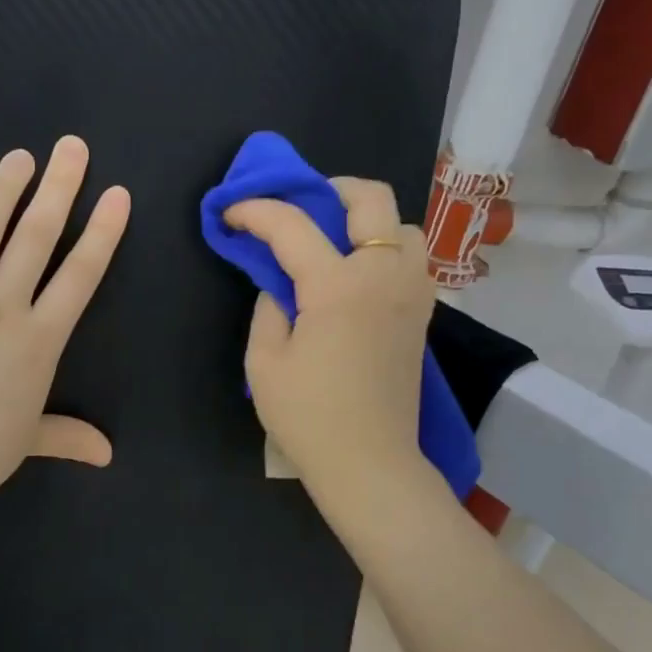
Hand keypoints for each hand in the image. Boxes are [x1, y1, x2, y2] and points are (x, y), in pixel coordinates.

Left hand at [0, 135, 130, 516]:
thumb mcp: (30, 441)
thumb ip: (70, 437)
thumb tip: (107, 455)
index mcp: (38, 342)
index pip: (79, 276)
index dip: (101, 233)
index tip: (115, 195)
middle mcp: (0, 311)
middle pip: (34, 239)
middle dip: (58, 189)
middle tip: (71, 147)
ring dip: (2, 191)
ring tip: (20, 157)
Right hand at [224, 177, 435, 500]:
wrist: (368, 462)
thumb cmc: (308, 416)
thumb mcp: (265, 362)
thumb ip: (269, 308)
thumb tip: (280, 285)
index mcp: (338, 286)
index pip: (292, 226)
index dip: (255, 211)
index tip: (230, 212)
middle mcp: (383, 275)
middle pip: (370, 199)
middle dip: (329, 189)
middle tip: (299, 208)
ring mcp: (411, 293)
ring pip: (403, 226)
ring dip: (368, 221)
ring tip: (336, 243)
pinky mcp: (421, 315)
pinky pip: (413, 259)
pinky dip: (387, 250)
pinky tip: (359, 276)